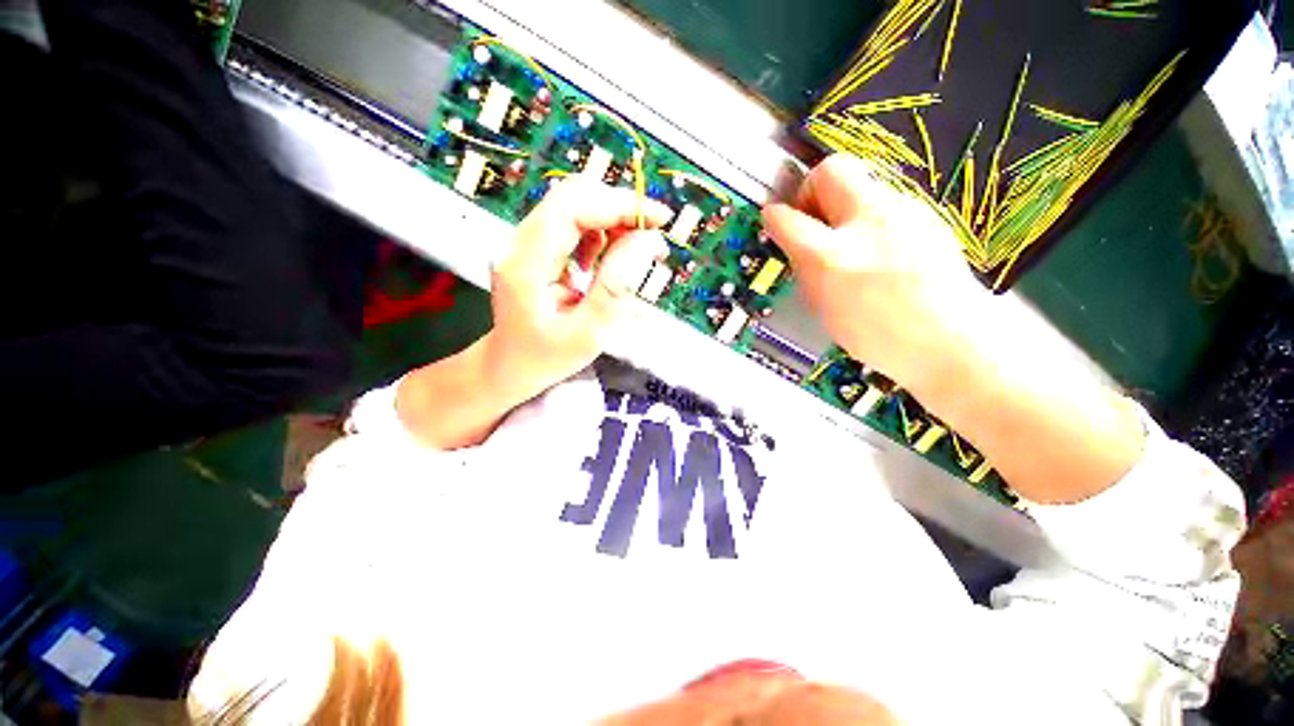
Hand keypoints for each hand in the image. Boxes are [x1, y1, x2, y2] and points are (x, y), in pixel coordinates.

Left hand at [487, 178, 671, 403]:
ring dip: (613, 219)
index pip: (574, 209)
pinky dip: (601, 231)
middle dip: (620, 208)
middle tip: (652, 235)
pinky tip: (610, 257)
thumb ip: (617, 285)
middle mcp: (521, 242)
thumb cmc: (548, 357)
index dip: (620, 206)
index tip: (659, 219)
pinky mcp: (537, 247)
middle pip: (573, 197)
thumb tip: (648, 240)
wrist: (511, 365)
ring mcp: (527, 241)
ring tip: (637, 248)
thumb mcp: (590, 331)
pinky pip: (573, 223)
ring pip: (575, 205)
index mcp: (527, 263)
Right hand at [765, 154, 1143, 502]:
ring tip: (841, 238)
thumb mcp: (833, 318)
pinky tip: (872, 248)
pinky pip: (887, 204)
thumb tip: (797, 252)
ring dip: (843, 202)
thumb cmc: (889, 351)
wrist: (964, 359)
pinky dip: (868, 217)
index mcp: (844, 262)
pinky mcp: (931, 225)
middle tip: (806, 212)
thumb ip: (813, 275)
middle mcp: (876, 229)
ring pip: (865, 182)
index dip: (778, 214)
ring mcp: (909, 221)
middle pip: (836, 172)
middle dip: (814, 185)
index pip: (795, 218)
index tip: (770, 217)